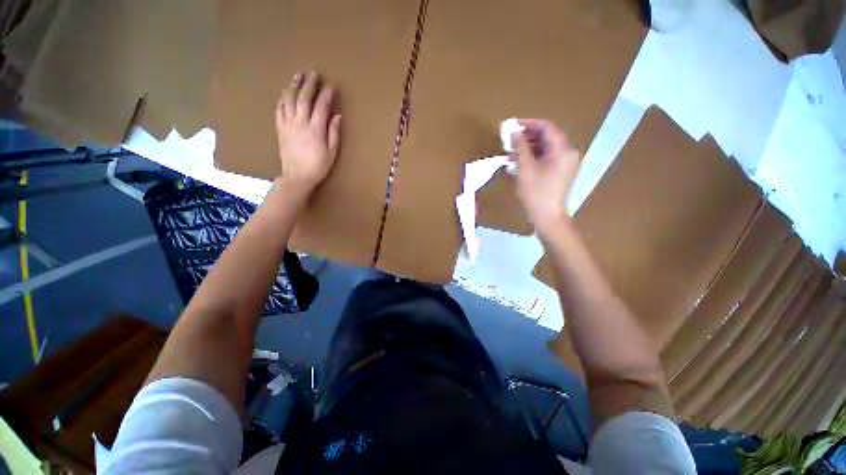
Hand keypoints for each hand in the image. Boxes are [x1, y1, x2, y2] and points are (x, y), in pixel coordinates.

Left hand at [275, 71, 341, 192]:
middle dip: (309, 84)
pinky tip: (285, 92)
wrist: (297, 175)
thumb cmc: (318, 166)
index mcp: (315, 129)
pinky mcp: (280, 128)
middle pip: (304, 98)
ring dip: (294, 86)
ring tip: (298, 76)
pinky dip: (282, 98)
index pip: (321, 106)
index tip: (331, 86)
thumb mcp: (332, 152)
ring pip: (289, 99)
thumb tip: (336, 115)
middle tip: (313, 73)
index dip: (326, 94)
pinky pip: (279, 108)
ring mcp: (288, 124)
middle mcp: (300, 122)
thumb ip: (334, 132)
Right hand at [511, 119, 579, 235]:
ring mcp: (565, 163)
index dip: (528, 124)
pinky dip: (532, 157)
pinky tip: (518, 162)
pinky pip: (546, 158)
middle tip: (509, 140)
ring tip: (510, 152)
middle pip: (546, 137)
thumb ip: (520, 147)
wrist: (548, 217)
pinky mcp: (560, 172)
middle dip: (527, 137)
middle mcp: (568, 153)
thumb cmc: (536, 193)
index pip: (546, 127)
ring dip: (528, 148)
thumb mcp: (525, 168)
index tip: (512, 126)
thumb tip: (513, 131)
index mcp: (563, 150)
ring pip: (545, 148)